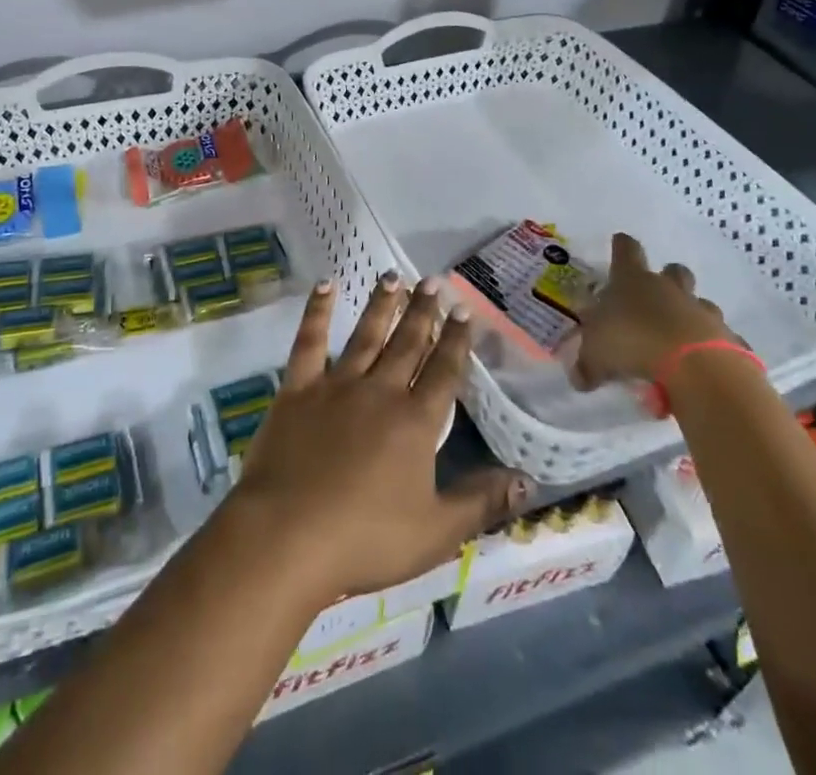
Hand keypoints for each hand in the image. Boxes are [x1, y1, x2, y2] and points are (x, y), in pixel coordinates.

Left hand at [228, 273, 528, 604]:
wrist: (288, 534)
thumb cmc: (366, 539)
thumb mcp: (436, 532)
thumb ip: (481, 503)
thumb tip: (528, 481)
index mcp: (416, 422)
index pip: (443, 372)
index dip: (456, 340)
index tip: (464, 309)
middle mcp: (380, 391)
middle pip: (407, 344)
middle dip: (423, 311)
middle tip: (433, 280)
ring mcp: (336, 385)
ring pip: (365, 335)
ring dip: (381, 305)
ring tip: (393, 276)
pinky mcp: (298, 389)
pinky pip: (309, 342)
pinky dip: (316, 312)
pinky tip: (325, 286)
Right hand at [570, 233, 735, 391]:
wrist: (695, 368)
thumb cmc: (634, 345)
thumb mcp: (596, 357)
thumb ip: (587, 365)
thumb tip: (579, 377)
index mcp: (633, 281)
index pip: (626, 250)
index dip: (622, 246)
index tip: (619, 243)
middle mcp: (669, 289)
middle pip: (673, 270)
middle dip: (667, 278)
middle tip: (656, 298)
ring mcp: (702, 311)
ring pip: (701, 303)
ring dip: (692, 315)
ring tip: (680, 340)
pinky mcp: (729, 339)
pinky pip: (723, 339)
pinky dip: (715, 349)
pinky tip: (705, 366)